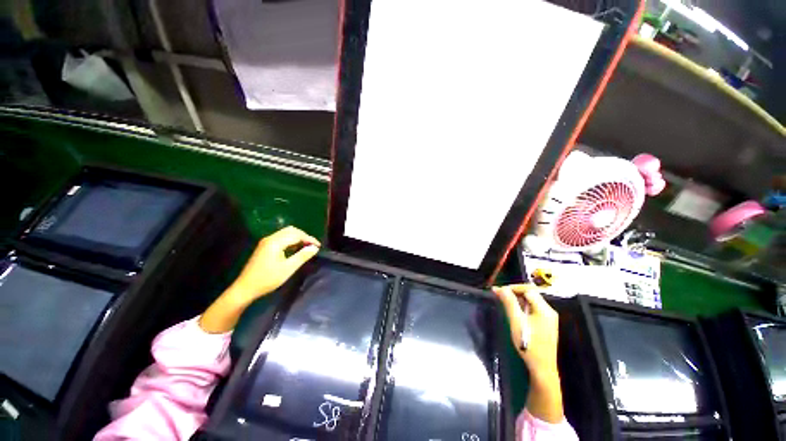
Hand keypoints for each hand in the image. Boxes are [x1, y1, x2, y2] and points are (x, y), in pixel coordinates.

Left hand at [231, 226, 320, 300]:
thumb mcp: (288, 268)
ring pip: (285, 233)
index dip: (309, 239)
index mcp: (275, 242)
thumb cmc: (268, 279)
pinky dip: (290, 240)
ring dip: (297, 238)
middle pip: (291, 230)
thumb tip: (315, 248)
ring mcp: (266, 242)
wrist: (245, 288)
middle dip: (303, 236)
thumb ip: (302, 256)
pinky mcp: (264, 246)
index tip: (318, 246)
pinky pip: (281, 238)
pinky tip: (294, 249)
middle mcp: (270, 238)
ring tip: (306, 247)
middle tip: (312, 246)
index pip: (297, 235)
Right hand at [493, 284, 563, 422]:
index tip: (499, 291)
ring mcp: (548, 318)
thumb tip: (500, 288)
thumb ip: (509, 302)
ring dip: (517, 299)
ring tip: (504, 302)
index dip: (513, 287)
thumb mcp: (516, 321)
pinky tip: (513, 312)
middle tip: (499, 296)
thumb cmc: (529, 344)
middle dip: (514, 292)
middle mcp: (549, 311)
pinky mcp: (546, 325)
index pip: (528, 289)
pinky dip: (522, 307)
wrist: (542, 369)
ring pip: (531, 301)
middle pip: (531, 294)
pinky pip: (533, 309)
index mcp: (544, 309)